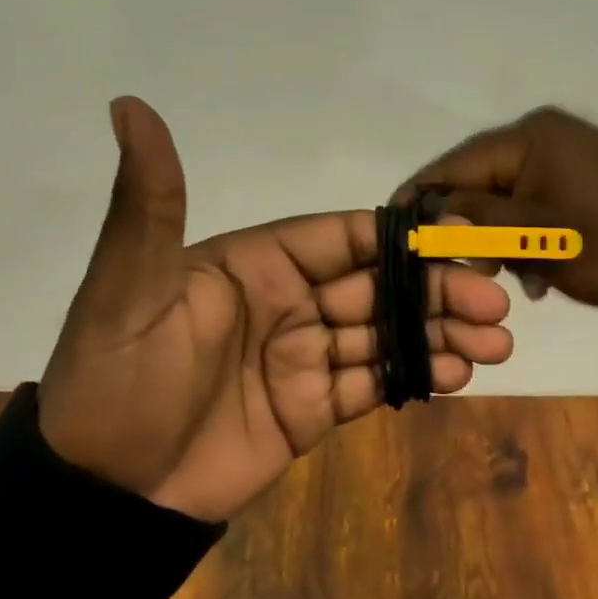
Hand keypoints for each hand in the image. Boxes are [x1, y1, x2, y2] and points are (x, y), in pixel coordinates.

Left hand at [38, 97, 513, 523]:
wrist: (102, 494)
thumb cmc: (117, 379)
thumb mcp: (127, 286)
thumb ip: (149, 201)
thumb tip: (127, 104)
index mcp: (252, 263)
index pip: (339, 237)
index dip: (398, 238)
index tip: (460, 240)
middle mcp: (284, 301)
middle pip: (375, 285)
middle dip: (434, 290)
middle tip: (495, 305)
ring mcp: (300, 357)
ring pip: (382, 333)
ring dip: (438, 333)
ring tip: (494, 344)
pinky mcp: (309, 409)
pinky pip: (372, 383)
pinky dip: (415, 376)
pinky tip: (456, 375)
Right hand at [397, 107, 597, 307]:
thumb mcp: (529, 234)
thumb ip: (471, 218)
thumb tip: (427, 213)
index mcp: (529, 136)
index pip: (456, 163)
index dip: (421, 195)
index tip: (393, 224)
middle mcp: (544, 135)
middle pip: (480, 178)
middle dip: (465, 223)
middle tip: (457, 266)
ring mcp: (566, 155)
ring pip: (506, 195)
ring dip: (497, 236)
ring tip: (502, 274)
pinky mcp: (582, 178)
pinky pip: (534, 202)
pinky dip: (526, 235)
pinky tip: (534, 273)